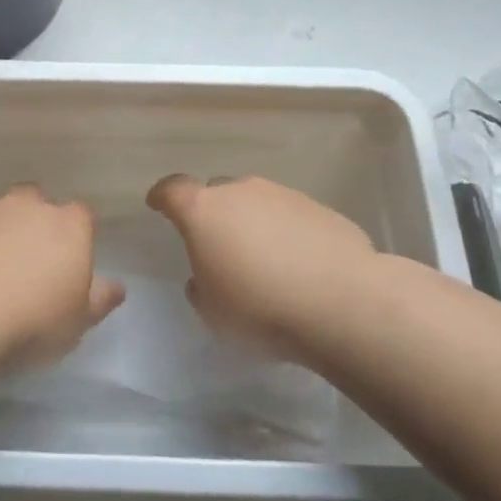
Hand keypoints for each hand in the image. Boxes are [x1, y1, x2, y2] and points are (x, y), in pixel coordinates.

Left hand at [0, 186, 125, 366]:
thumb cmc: (32, 320)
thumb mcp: (78, 321)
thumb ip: (99, 299)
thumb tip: (116, 286)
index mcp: (68, 225)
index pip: (81, 217)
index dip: (76, 237)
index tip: (68, 264)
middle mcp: (27, 206)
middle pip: (35, 203)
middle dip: (33, 225)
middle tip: (27, 264)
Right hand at [146, 175, 377, 366]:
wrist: (342, 303)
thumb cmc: (260, 308)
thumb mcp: (212, 311)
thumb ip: (200, 286)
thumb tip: (205, 277)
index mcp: (203, 210)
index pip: (172, 189)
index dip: (162, 197)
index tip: (158, 205)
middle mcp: (241, 192)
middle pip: (217, 192)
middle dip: (213, 214)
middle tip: (218, 246)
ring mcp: (284, 196)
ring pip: (257, 203)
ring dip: (253, 223)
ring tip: (264, 261)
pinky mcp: (321, 209)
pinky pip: (291, 217)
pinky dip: (287, 234)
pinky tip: (299, 266)